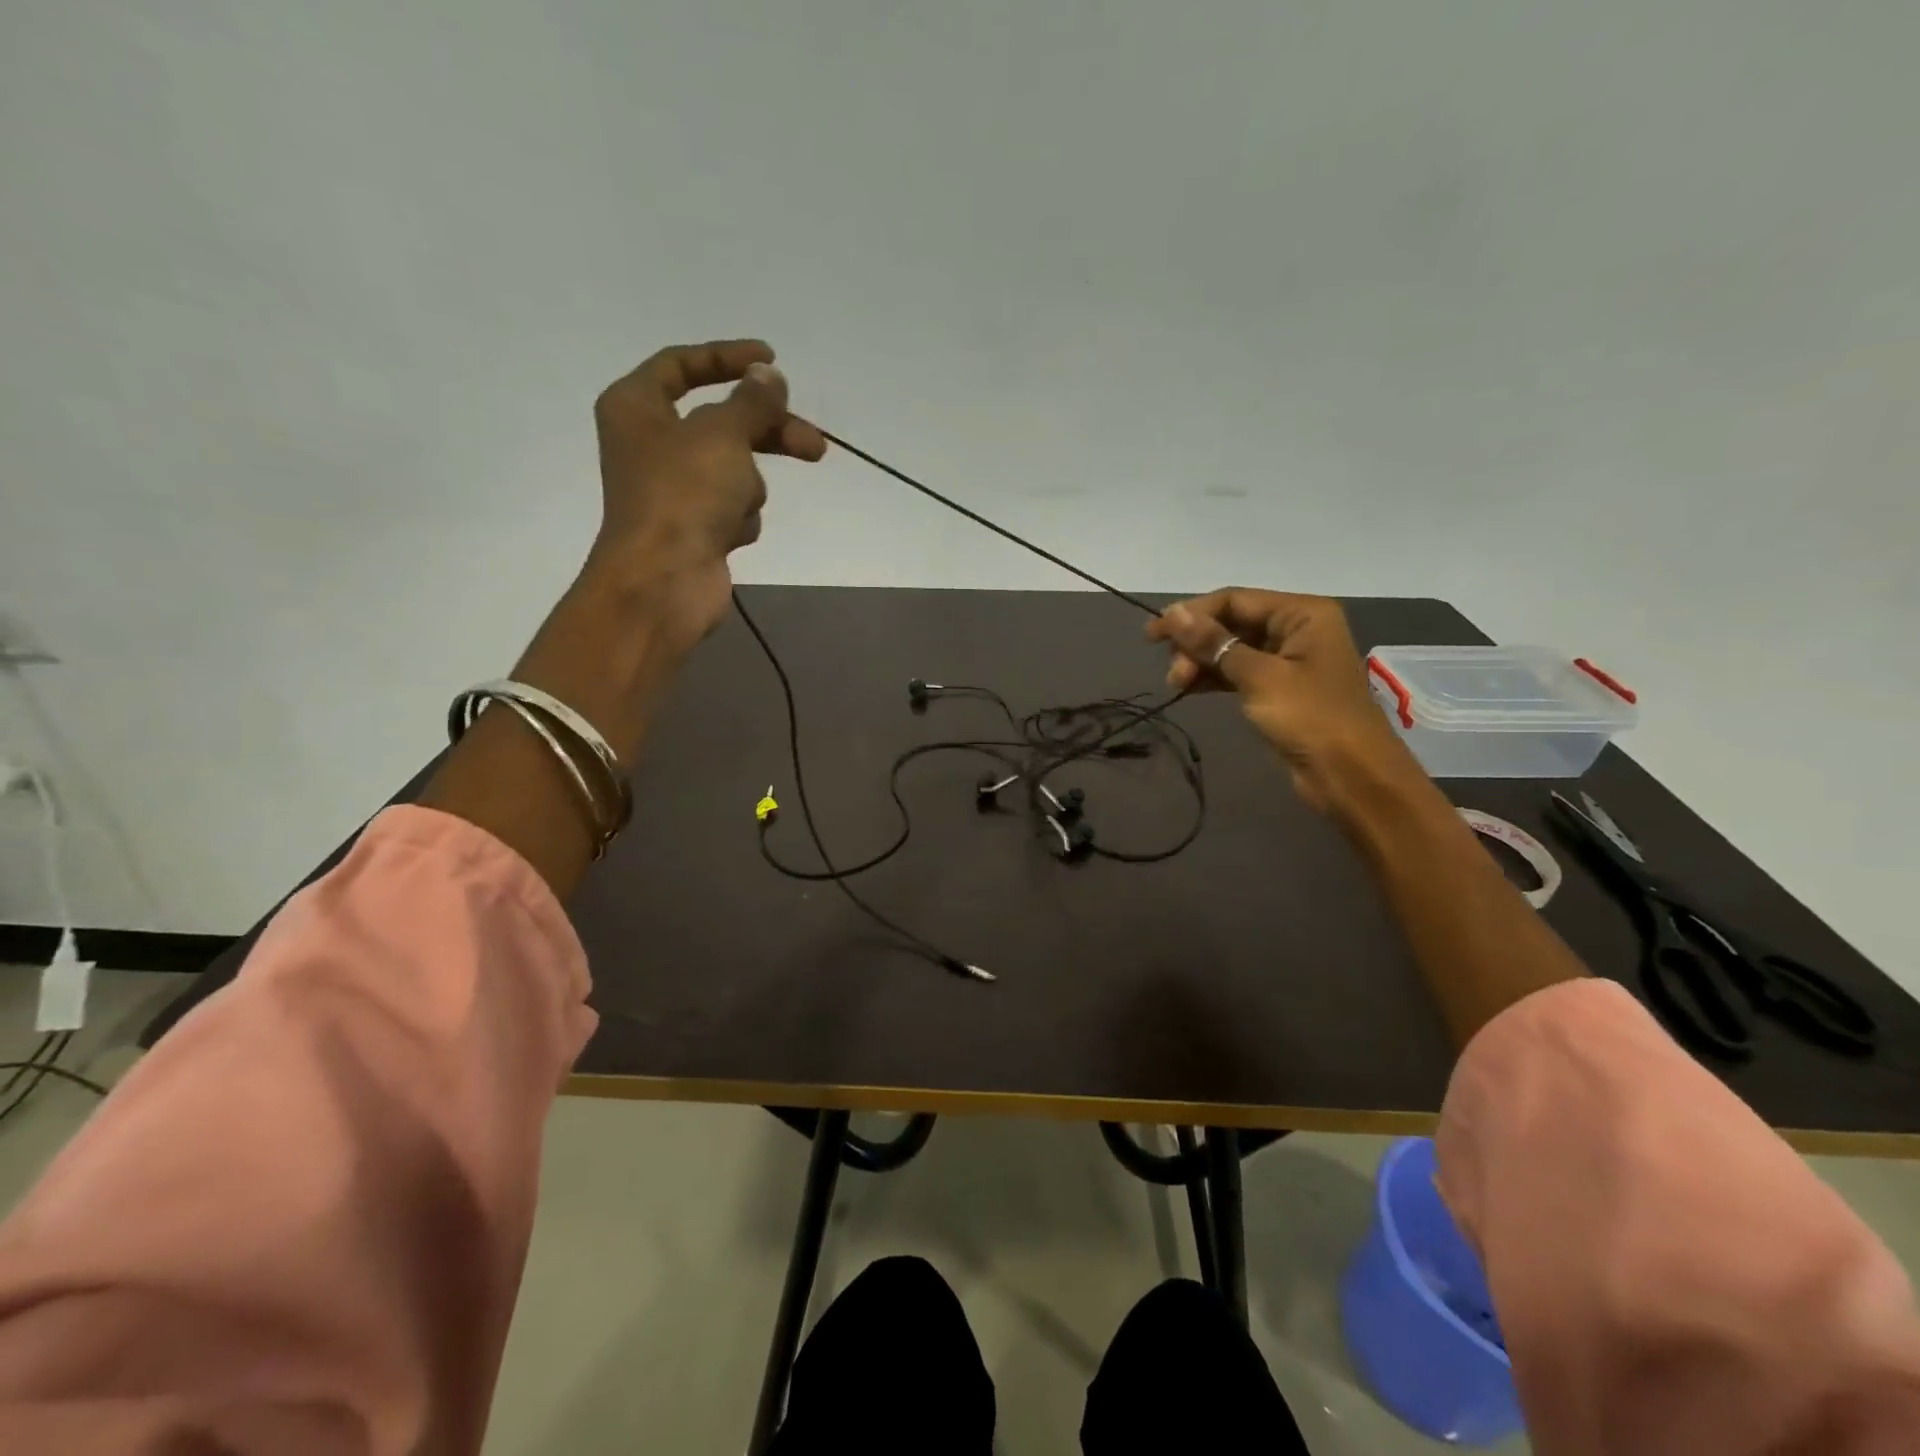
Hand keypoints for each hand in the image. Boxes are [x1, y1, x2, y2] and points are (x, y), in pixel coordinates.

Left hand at [587, 338, 825, 644]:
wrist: (665, 580)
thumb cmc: (683, 494)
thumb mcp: (723, 434)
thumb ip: (752, 401)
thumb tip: (768, 376)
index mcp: (637, 406)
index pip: (683, 365)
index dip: (728, 358)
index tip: (773, 360)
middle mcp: (651, 442)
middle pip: (723, 421)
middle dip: (768, 433)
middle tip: (814, 445)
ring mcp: (673, 488)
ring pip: (734, 468)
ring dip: (748, 485)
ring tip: (739, 507)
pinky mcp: (694, 526)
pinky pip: (733, 506)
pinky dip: (739, 517)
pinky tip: (729, 534)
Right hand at [1146, 589, 1420, 813]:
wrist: (1351, 776)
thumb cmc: (1310, 718)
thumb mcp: (1259, 677)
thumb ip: (1214, 643)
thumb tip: (1171, 613)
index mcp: (1302, 613)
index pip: (1234, 600)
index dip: (1191, 615)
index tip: (1152, 636)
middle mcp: (1296, 628)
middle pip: (1232, 622)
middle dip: (1196, 643)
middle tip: (1173, 673)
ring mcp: (1289, 659)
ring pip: (1232, 648)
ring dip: (1201, 662)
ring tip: (1177, 684)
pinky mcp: (1280, 689)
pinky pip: (1239, 671)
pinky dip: (1214, 677)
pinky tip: (1190, 689)